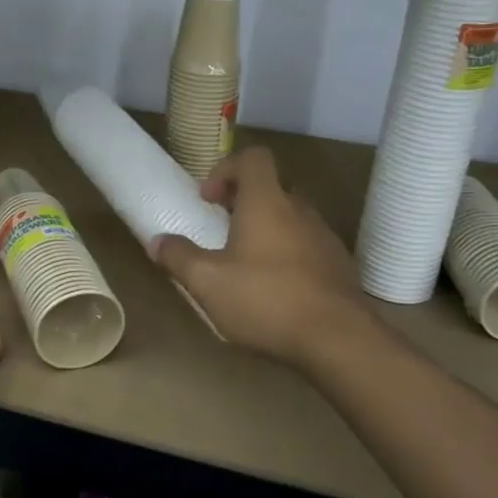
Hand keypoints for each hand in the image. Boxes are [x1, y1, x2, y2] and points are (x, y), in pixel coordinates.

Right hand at [152, 147, 370, 365]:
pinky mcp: (338, 266)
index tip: (208, 199)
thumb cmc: (267, 300)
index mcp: (267, 202)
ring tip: (244, 264)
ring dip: (265, 230)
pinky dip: (286, 255)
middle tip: (220, 230)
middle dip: (242, 202)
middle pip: (270, 187)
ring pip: (290, 218)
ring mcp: (324, 237)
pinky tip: (274, 289)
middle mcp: (299, 209)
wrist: (340, 340)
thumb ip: (179, 257)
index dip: (226, 168)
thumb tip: (157, 241)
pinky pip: (306, 246)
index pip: (253, 158)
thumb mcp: (208, 283)